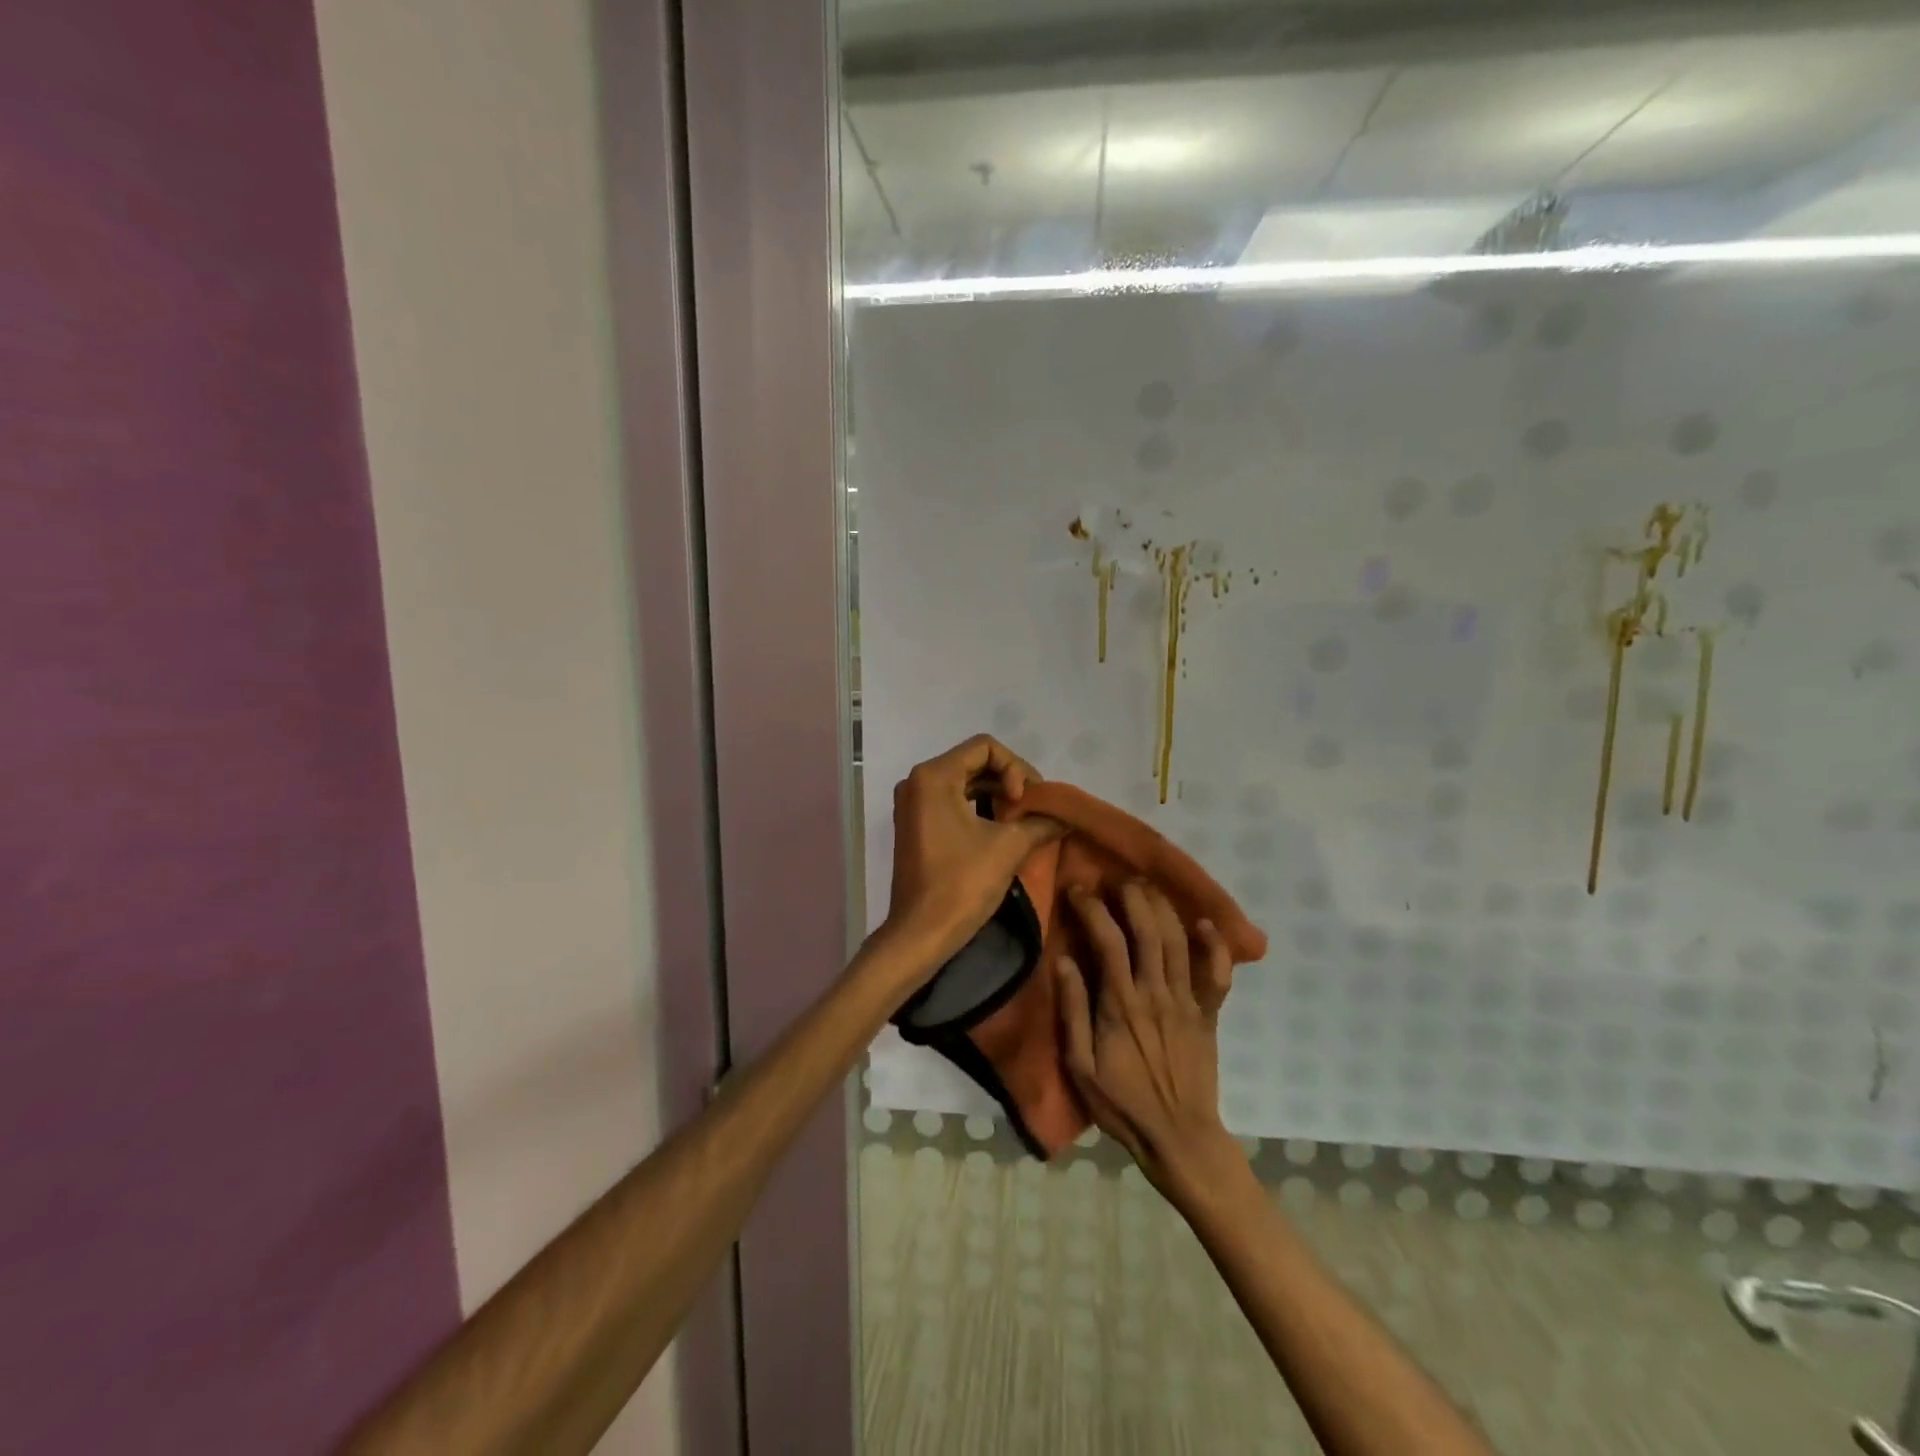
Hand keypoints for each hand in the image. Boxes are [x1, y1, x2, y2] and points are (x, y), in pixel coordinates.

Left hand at [883, 735, 1061, 973]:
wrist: (921, 932)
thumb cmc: (962, 883)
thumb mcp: (1009, 847)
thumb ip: (1039, 822)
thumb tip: (1063, 817)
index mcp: (934, 776)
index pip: (985, 747)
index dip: (1015, 767)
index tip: (1024, 802)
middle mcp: (917, 781)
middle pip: (974, 762)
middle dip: (1008, 781)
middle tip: (1034, 809)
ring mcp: (913, 804)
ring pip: (964, 783)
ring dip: (996, 795)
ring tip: (1022, 820)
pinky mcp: (915, 825)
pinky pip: (952, 802)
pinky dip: (979, 809)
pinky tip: (1002, 829)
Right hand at [1056, 883, 1241, 1204]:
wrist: (1180, 1139)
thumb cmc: (1122, 1105)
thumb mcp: (1080, 1066)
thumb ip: (1073, 1011)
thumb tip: (1064, 960)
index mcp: (1120, 1004)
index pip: (1107, 940)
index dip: (1092, 908)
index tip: (1078, 890)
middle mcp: (1156, 993)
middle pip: (1148, 930)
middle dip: (1132, 896)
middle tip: (1117, 878)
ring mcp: (1188, 1002)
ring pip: (1179, 941)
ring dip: (1164, 908)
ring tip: (1148, 886)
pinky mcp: (1210, 1014)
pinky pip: (1218, 974)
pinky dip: (1216, 946)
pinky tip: (1206, 923)